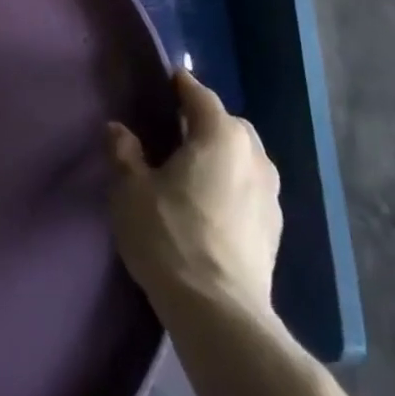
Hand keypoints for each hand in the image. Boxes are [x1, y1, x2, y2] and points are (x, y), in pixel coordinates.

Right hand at [106, 71, 281, 321]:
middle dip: (206, 122)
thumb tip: (119, 130)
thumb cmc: (170, 236)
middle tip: (176, 131)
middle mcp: (253, 156)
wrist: (220, 314)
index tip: (166, 81)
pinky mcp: (276, 232)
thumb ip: (124, 153)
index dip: (181, 86)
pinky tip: (211, 205)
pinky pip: (251, 190)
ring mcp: (271, 196)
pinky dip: (233, 186)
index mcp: (221, 135)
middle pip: (229, 125)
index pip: (200, 95)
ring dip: (223, 156)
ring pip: (245, 159)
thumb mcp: (131, 190)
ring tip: (194, 170)